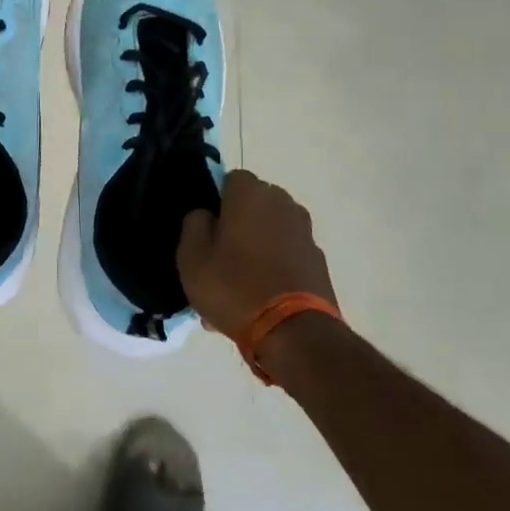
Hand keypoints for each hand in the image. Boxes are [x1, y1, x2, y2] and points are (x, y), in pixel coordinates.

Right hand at [177, 170, 337, 338]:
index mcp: (251, 195)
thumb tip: (205, 214)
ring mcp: (305, 233)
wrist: (293, 332)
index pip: (231, 178)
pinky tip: (258, 296)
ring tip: (237, 282)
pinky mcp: (318, 261)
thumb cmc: (233, 287)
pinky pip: (285, 255)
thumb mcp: (191, 257)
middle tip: (219, 255)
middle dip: (238, 222)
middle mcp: (284, 204)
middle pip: (254, 204)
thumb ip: (193, 224)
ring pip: (270, 231)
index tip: (206, 227)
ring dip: (255, 245)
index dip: (216, 200)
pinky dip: (272, 266)